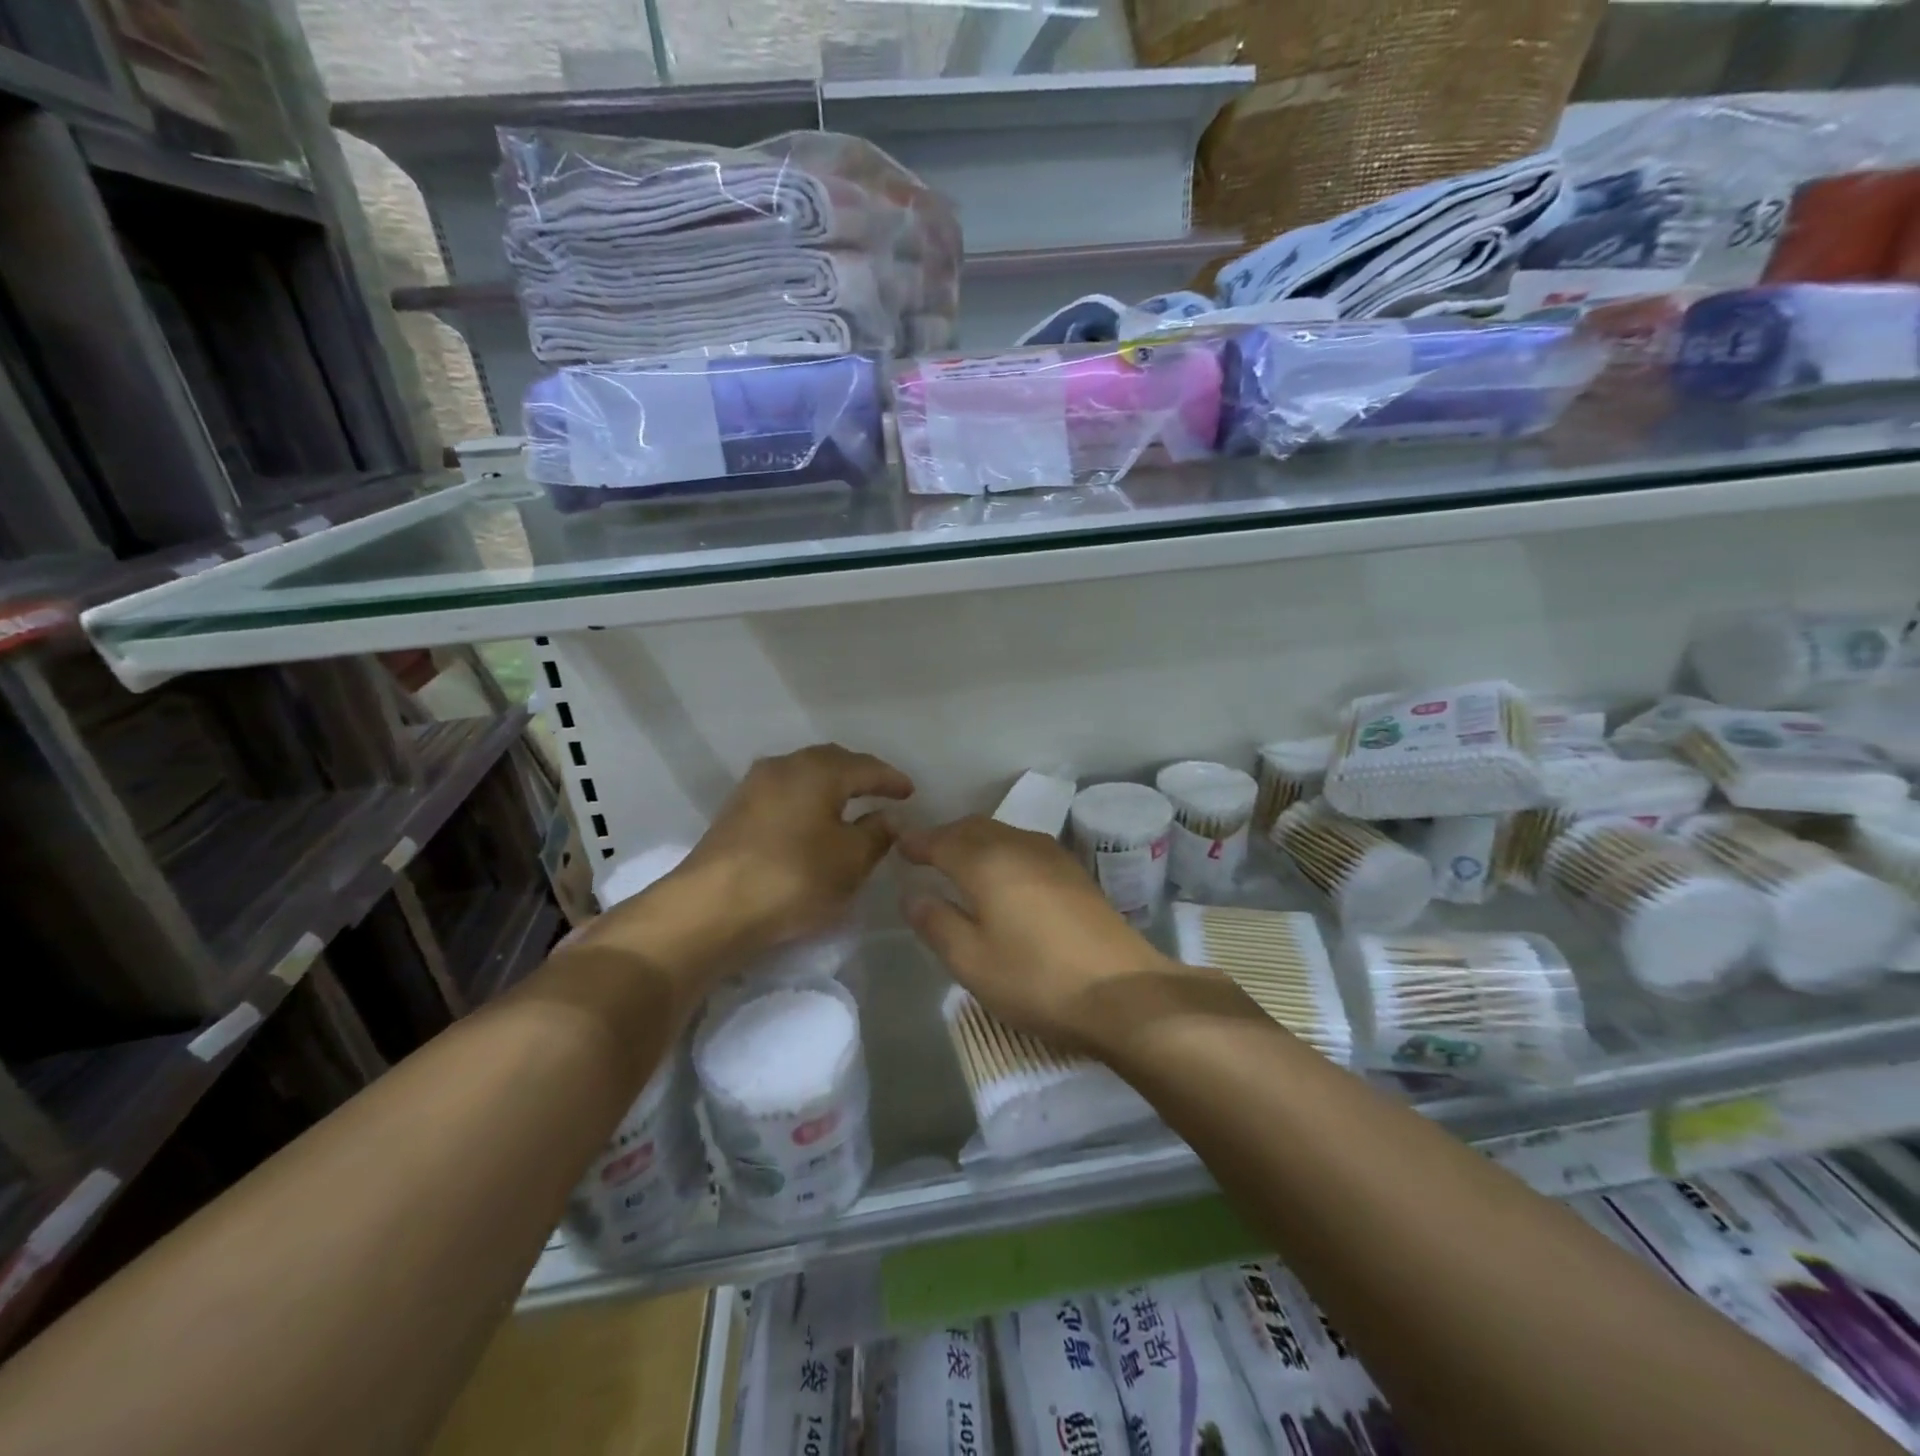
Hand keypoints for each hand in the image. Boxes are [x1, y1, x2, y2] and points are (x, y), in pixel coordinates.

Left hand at [581, 744, 912, 982]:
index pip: (865, 767)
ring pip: (802, 777)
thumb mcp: (851, 861)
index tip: (909, 792)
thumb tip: (887, 818)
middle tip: (880, 791)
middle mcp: (784, 767)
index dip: (891, 779)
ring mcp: (753, 787)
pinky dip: (805, 802)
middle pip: (830, 762)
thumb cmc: (794, 877)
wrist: (712, 907)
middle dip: (858, 774)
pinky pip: (783, 795)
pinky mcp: (734, 812)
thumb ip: (876, 835)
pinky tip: (810, 822)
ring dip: (828, 787)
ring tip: (847, 805)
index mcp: (818, 770)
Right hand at [899, 816, 1193, 1053]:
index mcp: (986, 862)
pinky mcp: (1075, 873)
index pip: (941, 840)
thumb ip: (935, 923)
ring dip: (975, 840)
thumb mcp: (971, 961)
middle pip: (973, 828)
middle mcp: (1019, 845)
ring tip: (959, 862)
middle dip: (945, 835)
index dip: (917, 842)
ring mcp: (1052, 856)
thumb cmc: (1036, 979)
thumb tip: (912, 894)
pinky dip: (1002, 851)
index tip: (898, 845)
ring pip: (1002, 833)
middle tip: (924, 853)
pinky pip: (1024, 846)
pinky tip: (1004, 875)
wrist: (1122, 992)